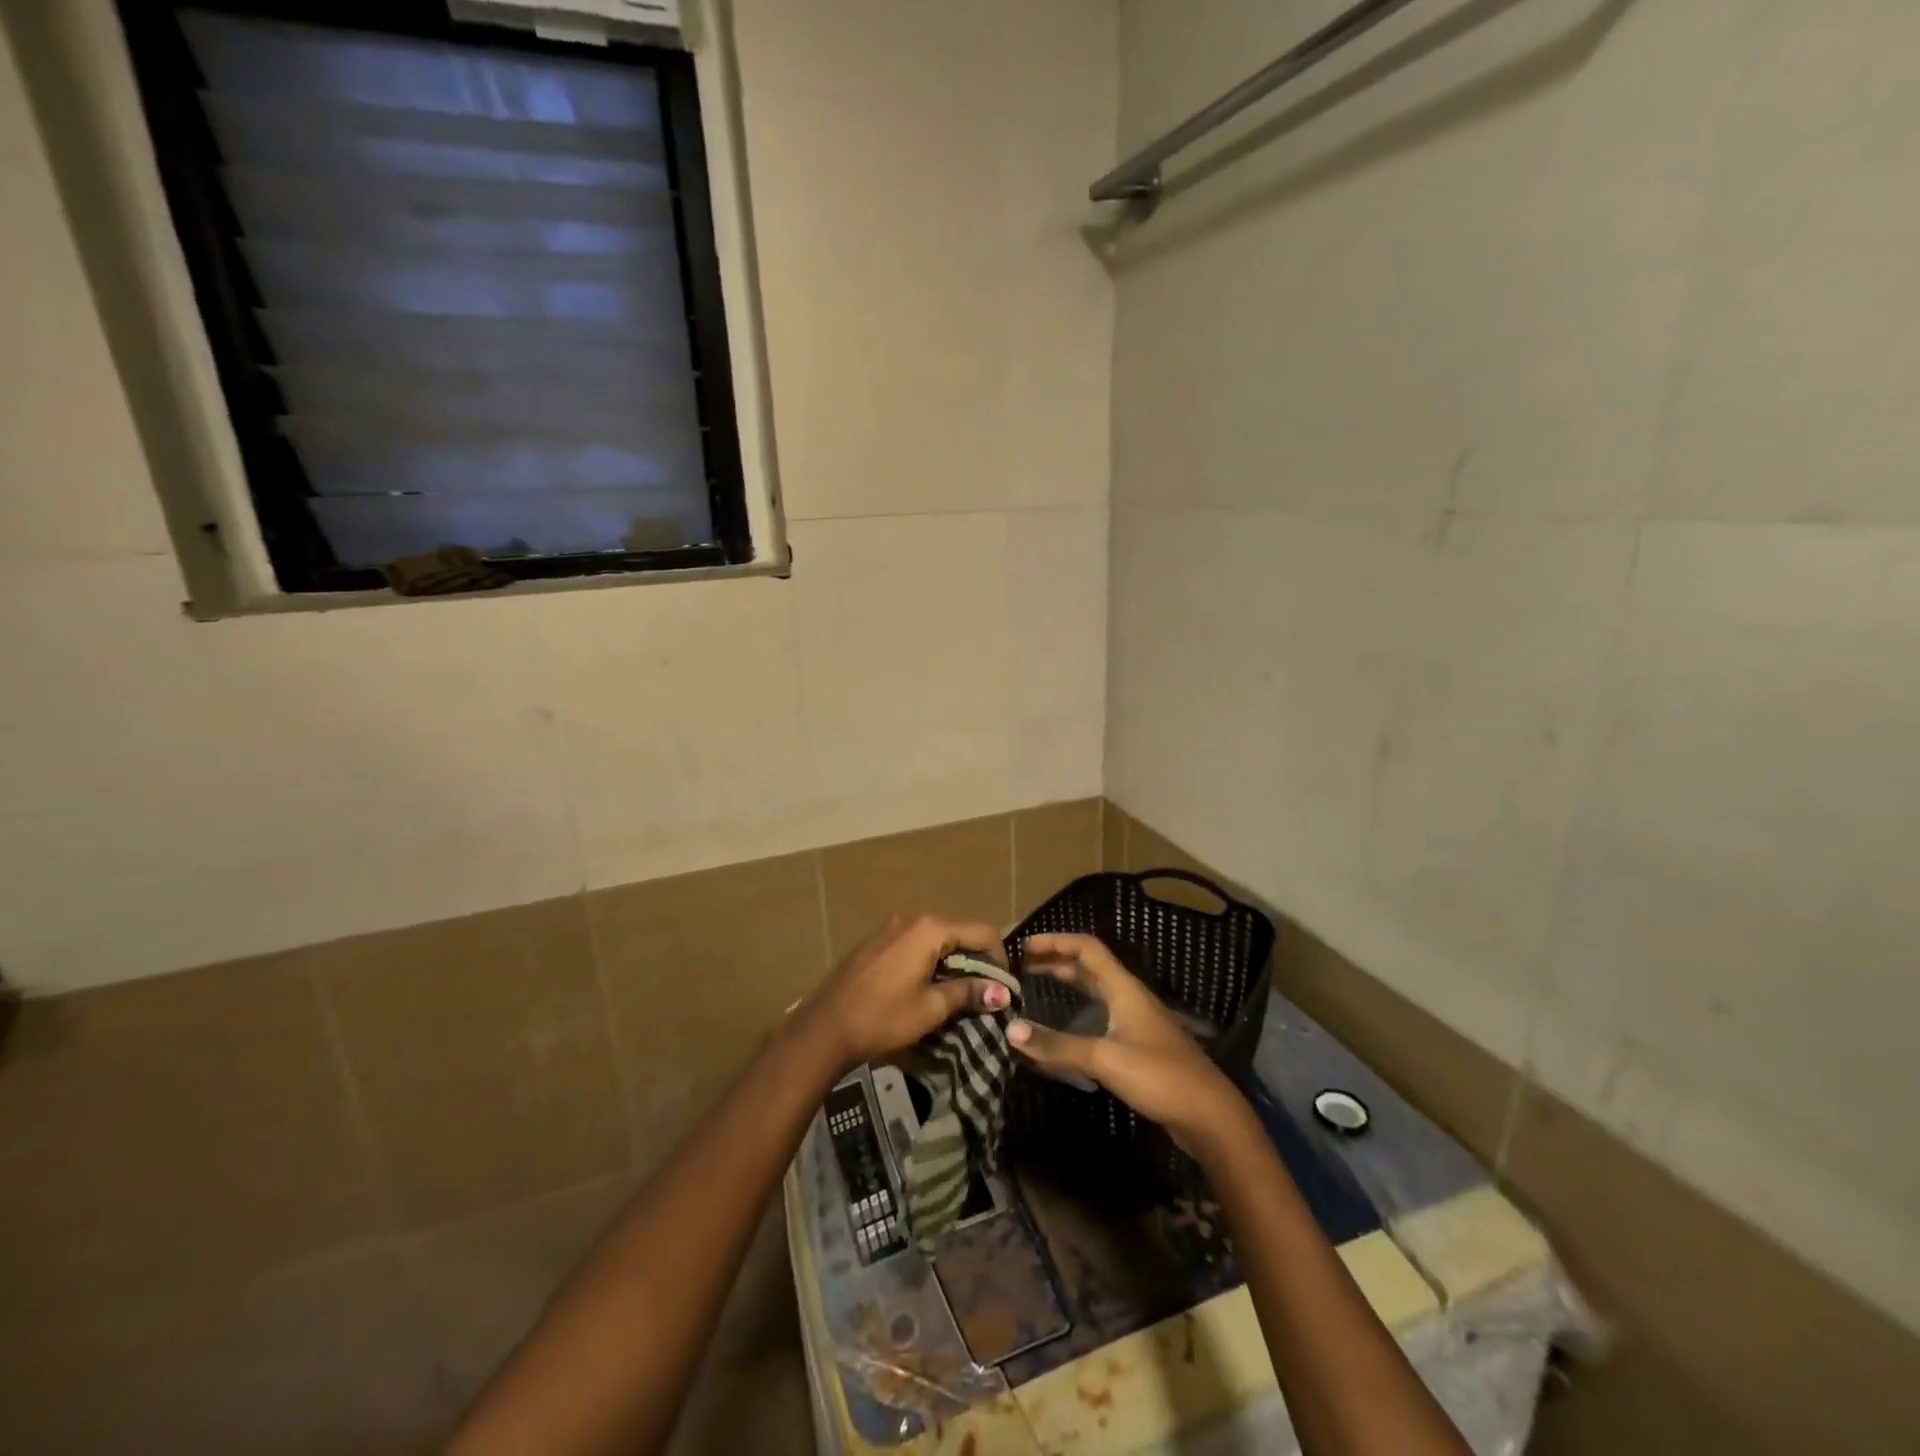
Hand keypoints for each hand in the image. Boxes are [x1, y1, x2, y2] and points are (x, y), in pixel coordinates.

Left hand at [802, 915, 1011, 1074]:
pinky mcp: (875, 942)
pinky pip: (914, 944)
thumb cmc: (883, 1016)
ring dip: (951, 962)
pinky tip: (923, 988)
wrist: (824, 1027)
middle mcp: (912, 919)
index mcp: (930, 929)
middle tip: (981, 994)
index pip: (982, 932)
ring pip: (935, 939)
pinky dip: (928, 961)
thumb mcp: (931, 1008)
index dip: (999, 958)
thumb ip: (968, 993)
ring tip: (955, 995)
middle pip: (958, 932)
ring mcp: (890, 928)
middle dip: (975, 961)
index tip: (1001, 988)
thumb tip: (1003, 992)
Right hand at [1007, 933, 1248, 1154]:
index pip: (1087, 948)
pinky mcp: (1138, 1046)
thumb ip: (1057, 1046)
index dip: (1055, 941)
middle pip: (1089, 967)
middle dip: (1055, 961)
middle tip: (1021, 965)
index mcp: (1124, 988)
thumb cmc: (1159, 1076)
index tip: (1024, 946)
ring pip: (1095, 991)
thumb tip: (1010, 1030)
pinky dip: (1076, 1012)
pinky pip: (1100, 1016)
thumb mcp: (1104, 1059)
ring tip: (1034, 985)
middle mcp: (1129, 997)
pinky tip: (1062, 1027)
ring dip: (1065, 983)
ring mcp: (1136, 1021)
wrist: (1209, 1116)